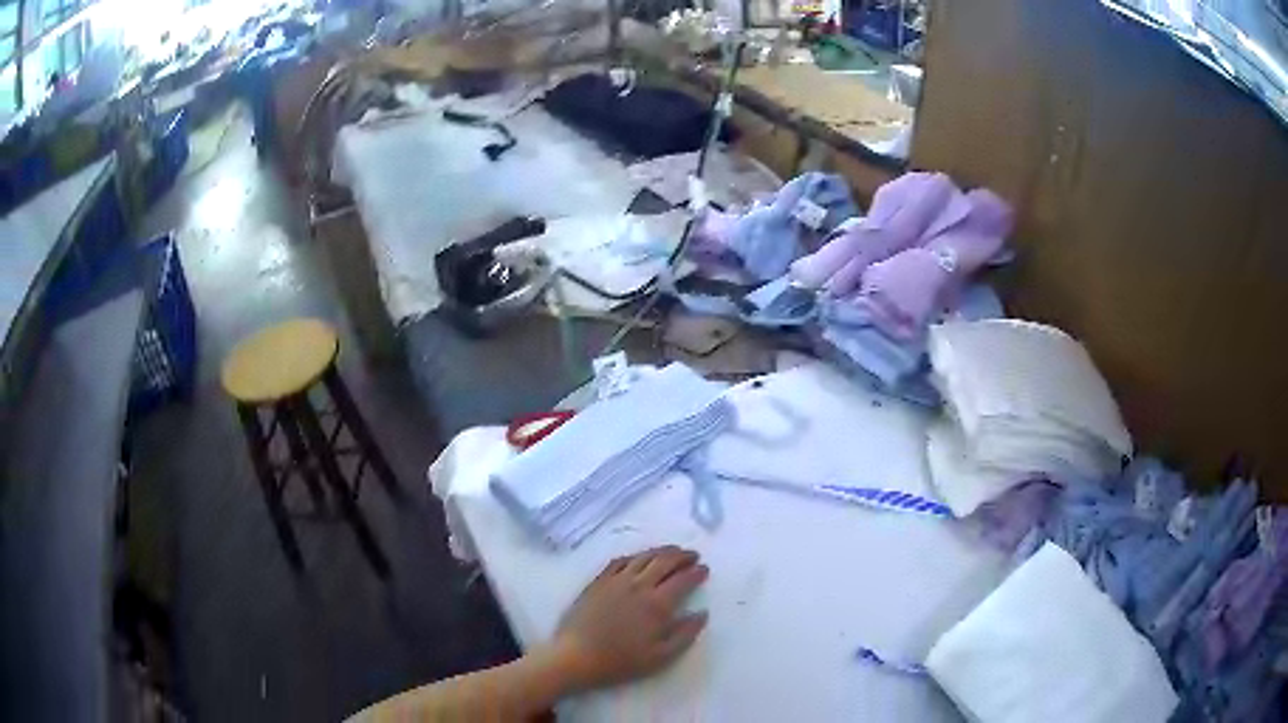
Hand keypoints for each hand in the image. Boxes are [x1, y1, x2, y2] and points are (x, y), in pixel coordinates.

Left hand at [545, 546, 709, 691]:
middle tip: (692, 555)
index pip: (683, 580)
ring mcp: (616, 580)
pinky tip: (639, 558)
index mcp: (657, 604)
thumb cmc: (621, 660)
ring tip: (672, 551)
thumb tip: (702, 614)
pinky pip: (619, 560)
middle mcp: (639, 586)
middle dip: (682, 556)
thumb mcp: (661, 656)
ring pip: (643, 557)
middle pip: (664, 561)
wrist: (577, 656)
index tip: (704, 569)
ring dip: (661, 551)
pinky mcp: (598, 581)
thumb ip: (685, 634)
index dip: (696, 572)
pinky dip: (635, 556)